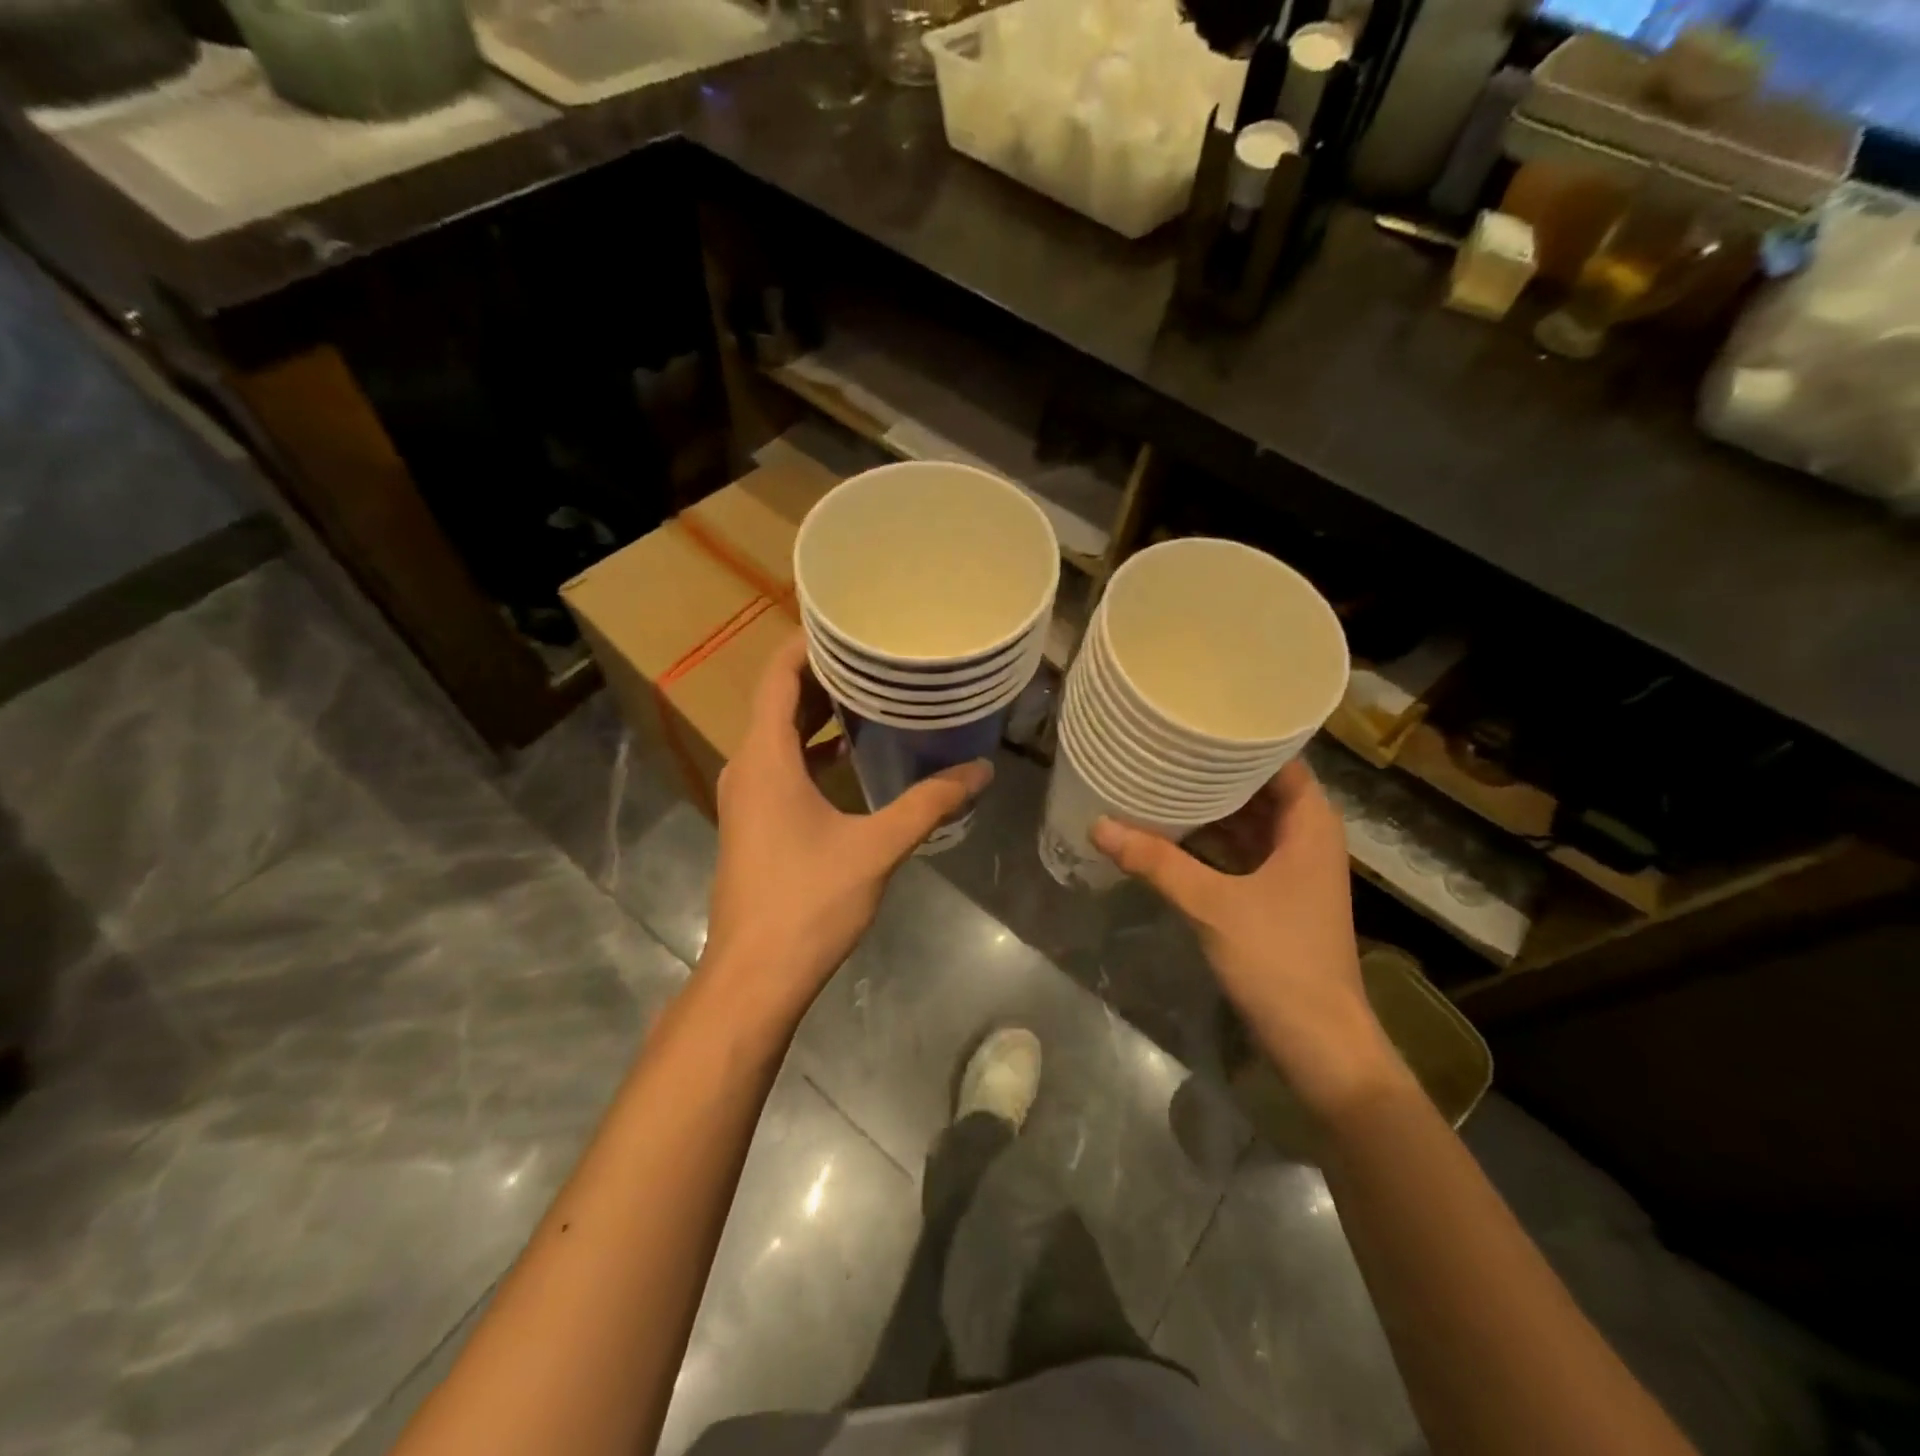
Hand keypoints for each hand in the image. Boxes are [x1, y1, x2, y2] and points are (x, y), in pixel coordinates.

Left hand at [701, 633, 992, 1016]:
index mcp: (765, 757)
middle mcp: (747, 766)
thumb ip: (929, 803)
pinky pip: (781, 765)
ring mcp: (747, 796)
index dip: (808, 643)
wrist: (755, 975)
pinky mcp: (754, 822)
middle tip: (877, 654)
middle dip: (824, 675)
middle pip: (779, 701)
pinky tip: (853, 756)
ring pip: (779, 735)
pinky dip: (813, 750)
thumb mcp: (877, 846)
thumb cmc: (809, 901)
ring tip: (873, 694)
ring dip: (819, 714)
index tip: (850, 622)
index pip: (777, 676)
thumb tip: (980, 770)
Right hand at [1093, 761, 1405, 1117]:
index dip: (1243, 739)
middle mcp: (1306, 840)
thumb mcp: (1212, 905)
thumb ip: (1156, 863)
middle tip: (1165, 746)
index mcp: (1310, 826)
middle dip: (1215, 772)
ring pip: (1248, 824)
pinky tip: (1170, 834)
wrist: (1319, 1043)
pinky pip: (1240, 853)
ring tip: (1160, 780)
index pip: (1280, 761)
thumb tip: (1099, 824)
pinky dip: (1210, 843)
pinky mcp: (1275, 899)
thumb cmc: (1279, 960)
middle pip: (1260, 790)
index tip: (1198, 720)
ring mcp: (1291, 871)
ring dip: (1210, 809)